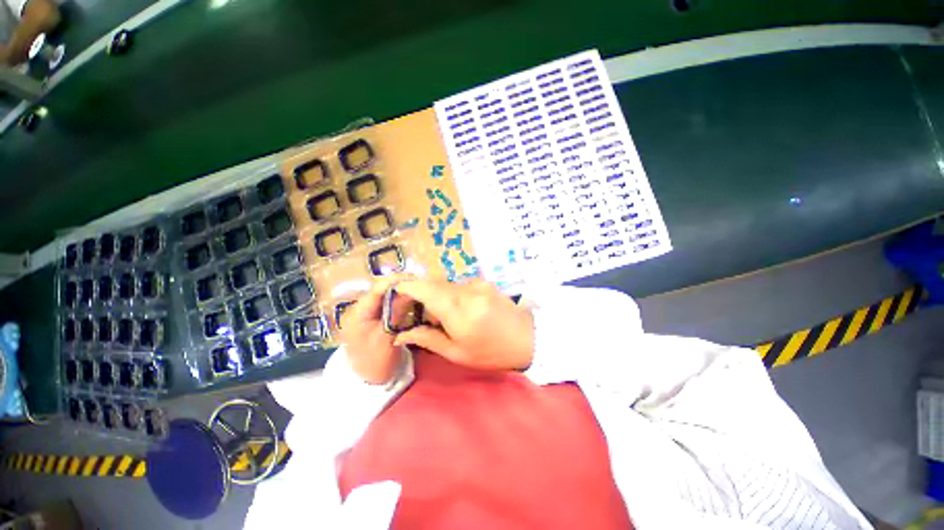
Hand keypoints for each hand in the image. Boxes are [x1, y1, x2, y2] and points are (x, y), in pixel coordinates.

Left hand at [338, 275, 410, 383]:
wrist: (367, 381)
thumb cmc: (375, 362)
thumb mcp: (387, 337)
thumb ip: (397, 312)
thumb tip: (410, 291)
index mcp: (357, 314)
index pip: (377, 290)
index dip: (395, 281)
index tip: (415, 278)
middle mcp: (359, 308)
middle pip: (381, 291)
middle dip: (400, 286)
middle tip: (420, 284)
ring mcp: (365, 313)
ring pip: (385, 296)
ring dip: (400, 293)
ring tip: (418, 290)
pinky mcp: (372, 317)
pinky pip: (386, 304)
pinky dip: (398, 301)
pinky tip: (411, 300)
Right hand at [392, 279, 533, 371]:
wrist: (528, 339)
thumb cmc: (492, 352)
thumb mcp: (457, 353)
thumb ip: (427, 339)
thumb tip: (401, 335)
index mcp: (458, 309)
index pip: (424, 288)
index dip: (406, 287)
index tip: (395, 295)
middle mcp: (466, 290)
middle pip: (433, 283)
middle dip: (419, 292)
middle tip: (413, 310)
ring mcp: (477, 283)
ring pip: (446, 284)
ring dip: (436, 295)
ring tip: (437, 315)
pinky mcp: (484, 282)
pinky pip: (459, 285)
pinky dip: (451, 294)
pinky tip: (457, 310)